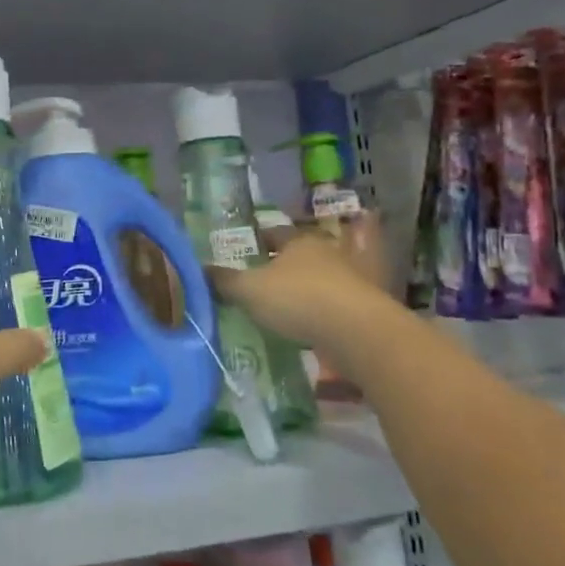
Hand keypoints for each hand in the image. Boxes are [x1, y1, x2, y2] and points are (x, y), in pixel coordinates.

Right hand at [207, 224, 394, 360]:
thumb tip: (199, 269)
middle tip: (259, 279)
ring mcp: (351, 279)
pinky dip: (319, 310)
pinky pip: (334, 304)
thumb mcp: (249, 290)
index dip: (257, 240)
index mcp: (299, 240)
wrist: (358, 332)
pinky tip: (306, 325)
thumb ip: (224, 281)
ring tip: (281, 305)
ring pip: (319, 279)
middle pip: (299, 255)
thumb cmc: (298, 298)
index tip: (244, 250)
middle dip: (281, 265)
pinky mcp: (364, 307)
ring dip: (303, 289)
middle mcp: (328, 252)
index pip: (274, 233)